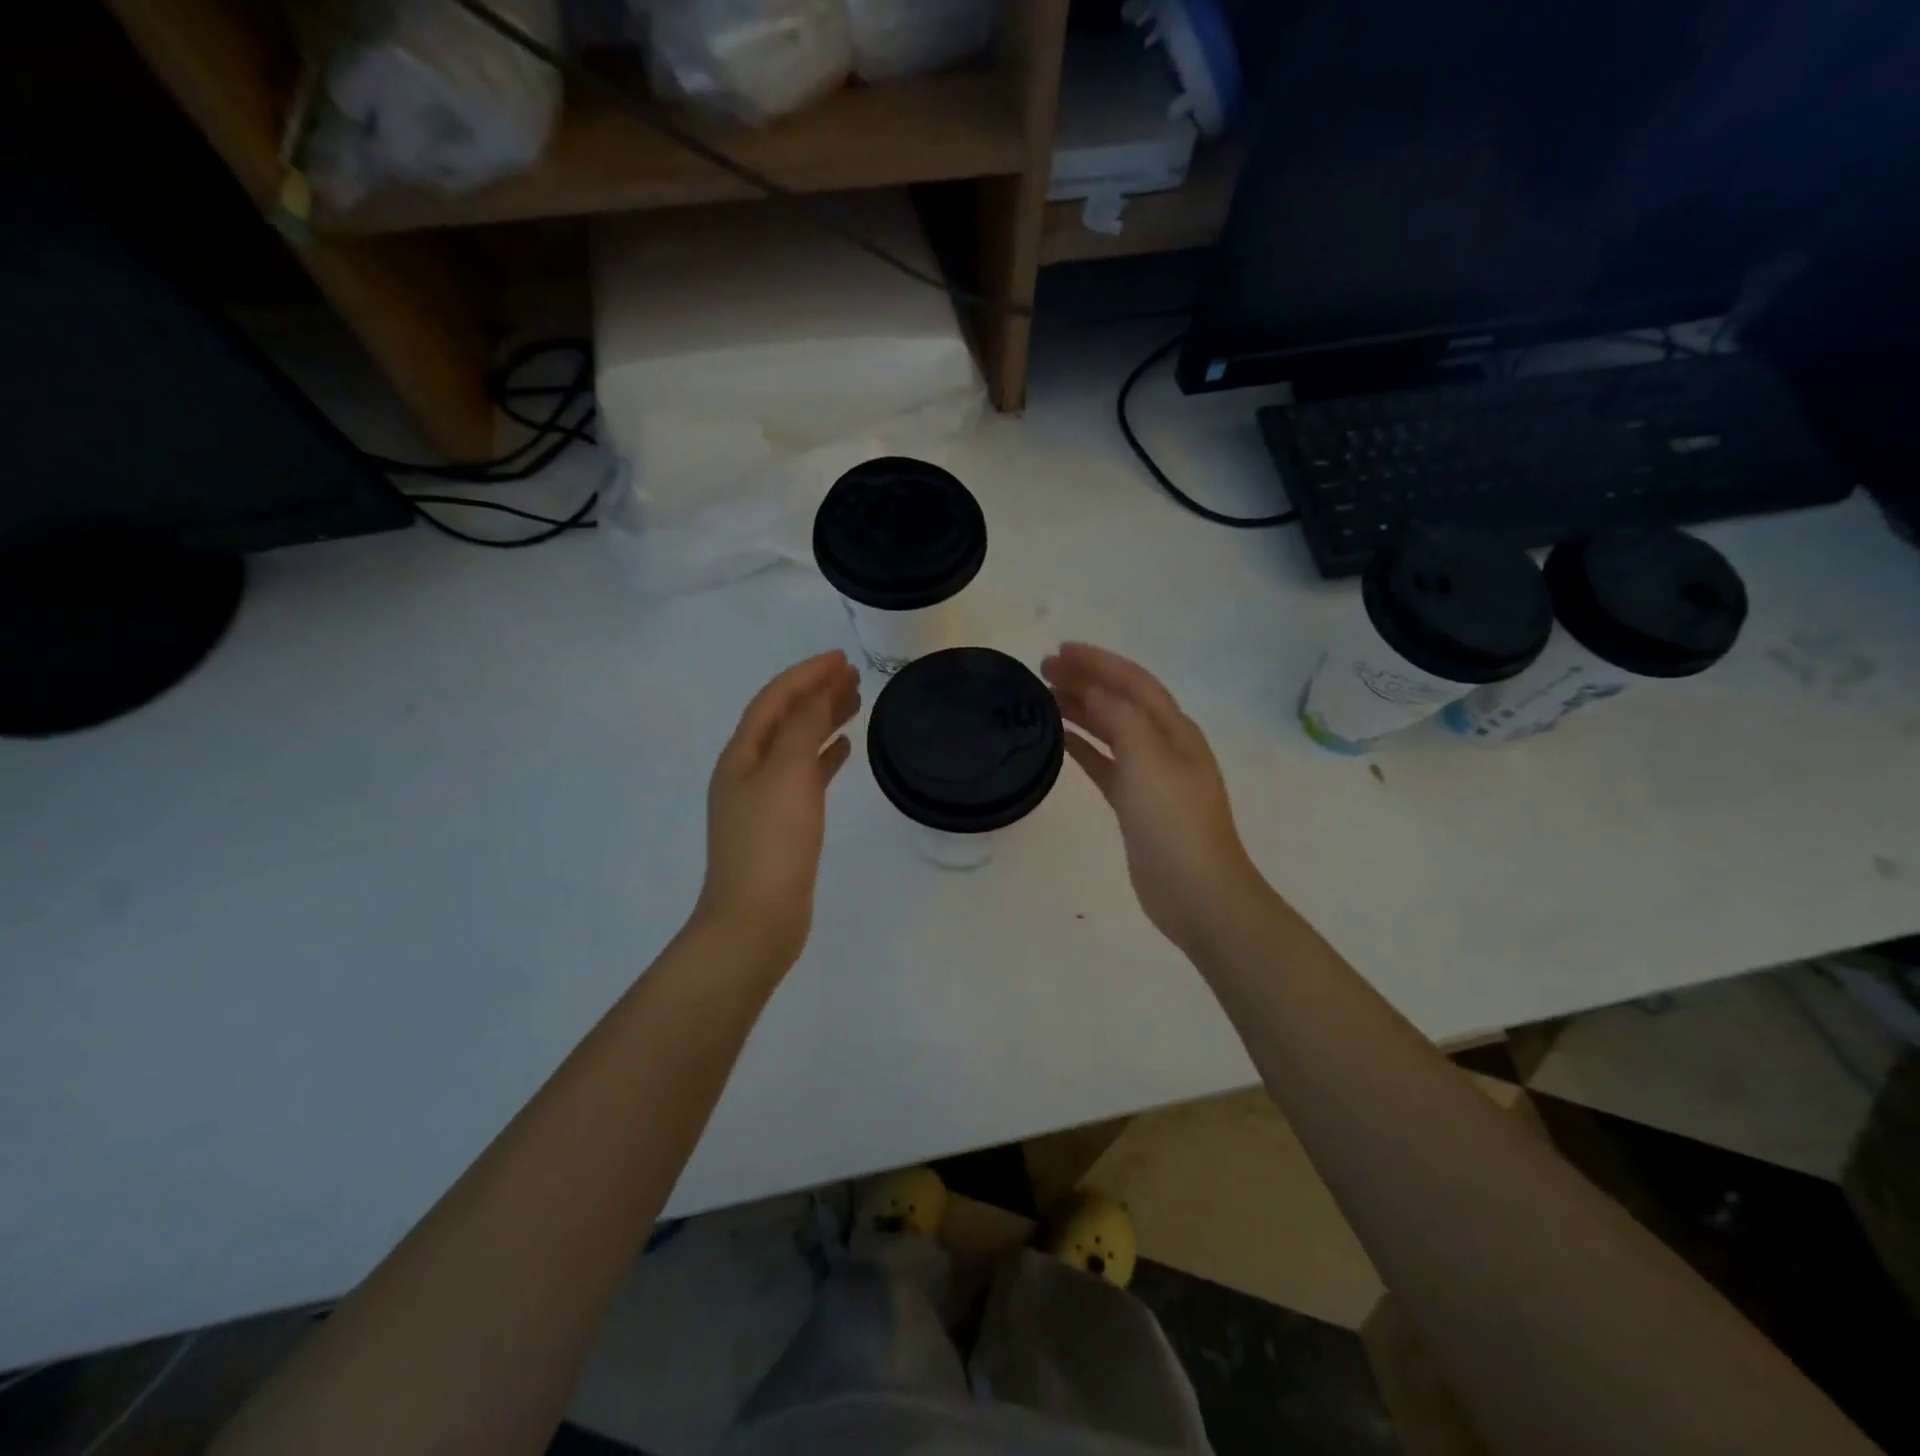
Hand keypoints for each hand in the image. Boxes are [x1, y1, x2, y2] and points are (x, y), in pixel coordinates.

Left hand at [694, 651, 861, 969]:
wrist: (756, 919)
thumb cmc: (771, 842)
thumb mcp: (787, 774)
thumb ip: (802, 727)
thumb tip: (817, 691)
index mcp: (741, 755)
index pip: (775, 699)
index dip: (806, 674)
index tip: (841, 658)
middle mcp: (747, 771)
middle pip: (784, 718)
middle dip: (816, 693)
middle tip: (854, 677)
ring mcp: (763, 799)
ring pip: (796, 746)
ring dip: (822, 721)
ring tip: (855, 704)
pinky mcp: (782, 825)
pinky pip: (805, 776)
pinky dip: (824, 757)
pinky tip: (845, 750)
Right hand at [1043, 643, 1269, 955]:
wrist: (1196, 891)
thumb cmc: (1174, 820)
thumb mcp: (1148, 757)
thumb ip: (1119, 716)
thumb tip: (1089, 688)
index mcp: (1175, 728)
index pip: (1133, 681)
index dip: (1098, 662)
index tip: (1060, 650)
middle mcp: (1163, 744)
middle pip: (1120, 701)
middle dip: (1086, 680)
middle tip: (1044, 669)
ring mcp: (1149, 775)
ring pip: (1110, 730)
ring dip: (1081, 709)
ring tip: (1045, 696)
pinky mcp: (1133, 802)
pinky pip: (1104, 762)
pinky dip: (1083, 746)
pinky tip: (1060, 739)